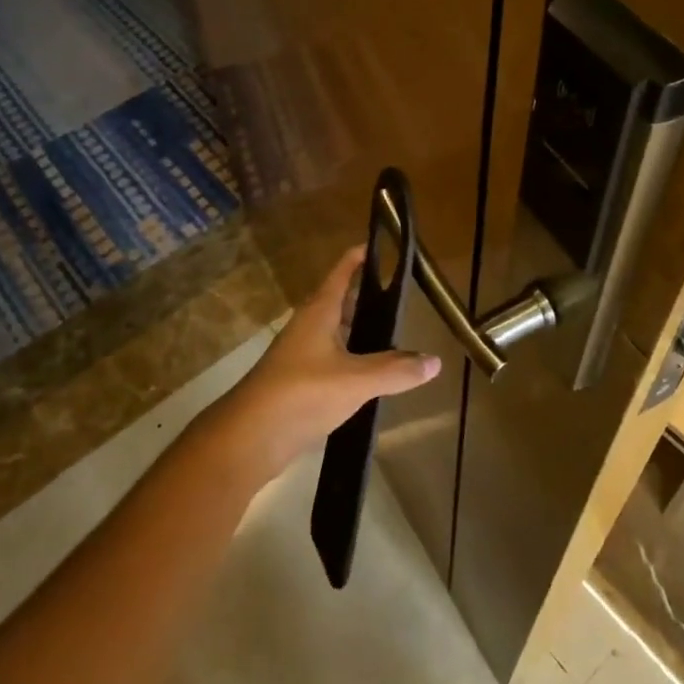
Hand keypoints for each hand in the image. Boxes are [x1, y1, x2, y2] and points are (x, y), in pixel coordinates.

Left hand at [200, 246, 441, 485]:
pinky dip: (354, 361)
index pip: (342, 271)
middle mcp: (309, 326)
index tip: (384, 246)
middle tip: (403, 297)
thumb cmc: (301, 393)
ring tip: (397, 335)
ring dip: (362, 332)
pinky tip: (373, 376)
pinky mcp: (300, 382)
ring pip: (338, 333)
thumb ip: (395, 370)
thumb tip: (434, 361)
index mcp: (319, 311)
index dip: (361, 256)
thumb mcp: (355, 380)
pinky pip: (334, 361)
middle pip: (342, 302)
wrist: (249, 437)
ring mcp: (302, 355)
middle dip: (368, 297)